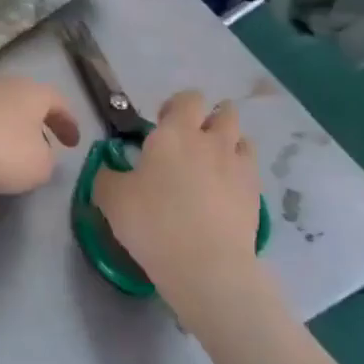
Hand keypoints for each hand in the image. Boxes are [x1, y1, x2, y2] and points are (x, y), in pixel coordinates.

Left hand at [0, 74, 80, 195]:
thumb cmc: (1, 151)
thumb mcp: (39, 166)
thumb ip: (48, 161)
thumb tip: (41, 155)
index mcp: (34, 92)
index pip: (59, 102)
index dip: (69, 123)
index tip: (73, 143)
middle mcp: (6, 84)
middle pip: (28, 100)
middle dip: (39, 121)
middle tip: (46, 142)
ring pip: (2, 107)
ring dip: (12, 126)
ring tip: (15, 149)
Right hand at [93, 90, 271, 326]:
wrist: (206, 265)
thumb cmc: (152, 222)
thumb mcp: (110, 199)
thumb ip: (107, 176)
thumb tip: (110, 169)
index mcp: (175, 133)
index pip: (187, 99)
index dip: (176, 106)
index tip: (161, 125)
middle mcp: (212, 141)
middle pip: (224, 112)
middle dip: (210, 119)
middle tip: (190, 143)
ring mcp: (239, 166)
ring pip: (242, 139)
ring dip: (228, 144)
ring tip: (211, 166)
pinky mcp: (256, 194)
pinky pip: (250, 170)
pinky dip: (239, 173)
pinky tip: (224, 193)